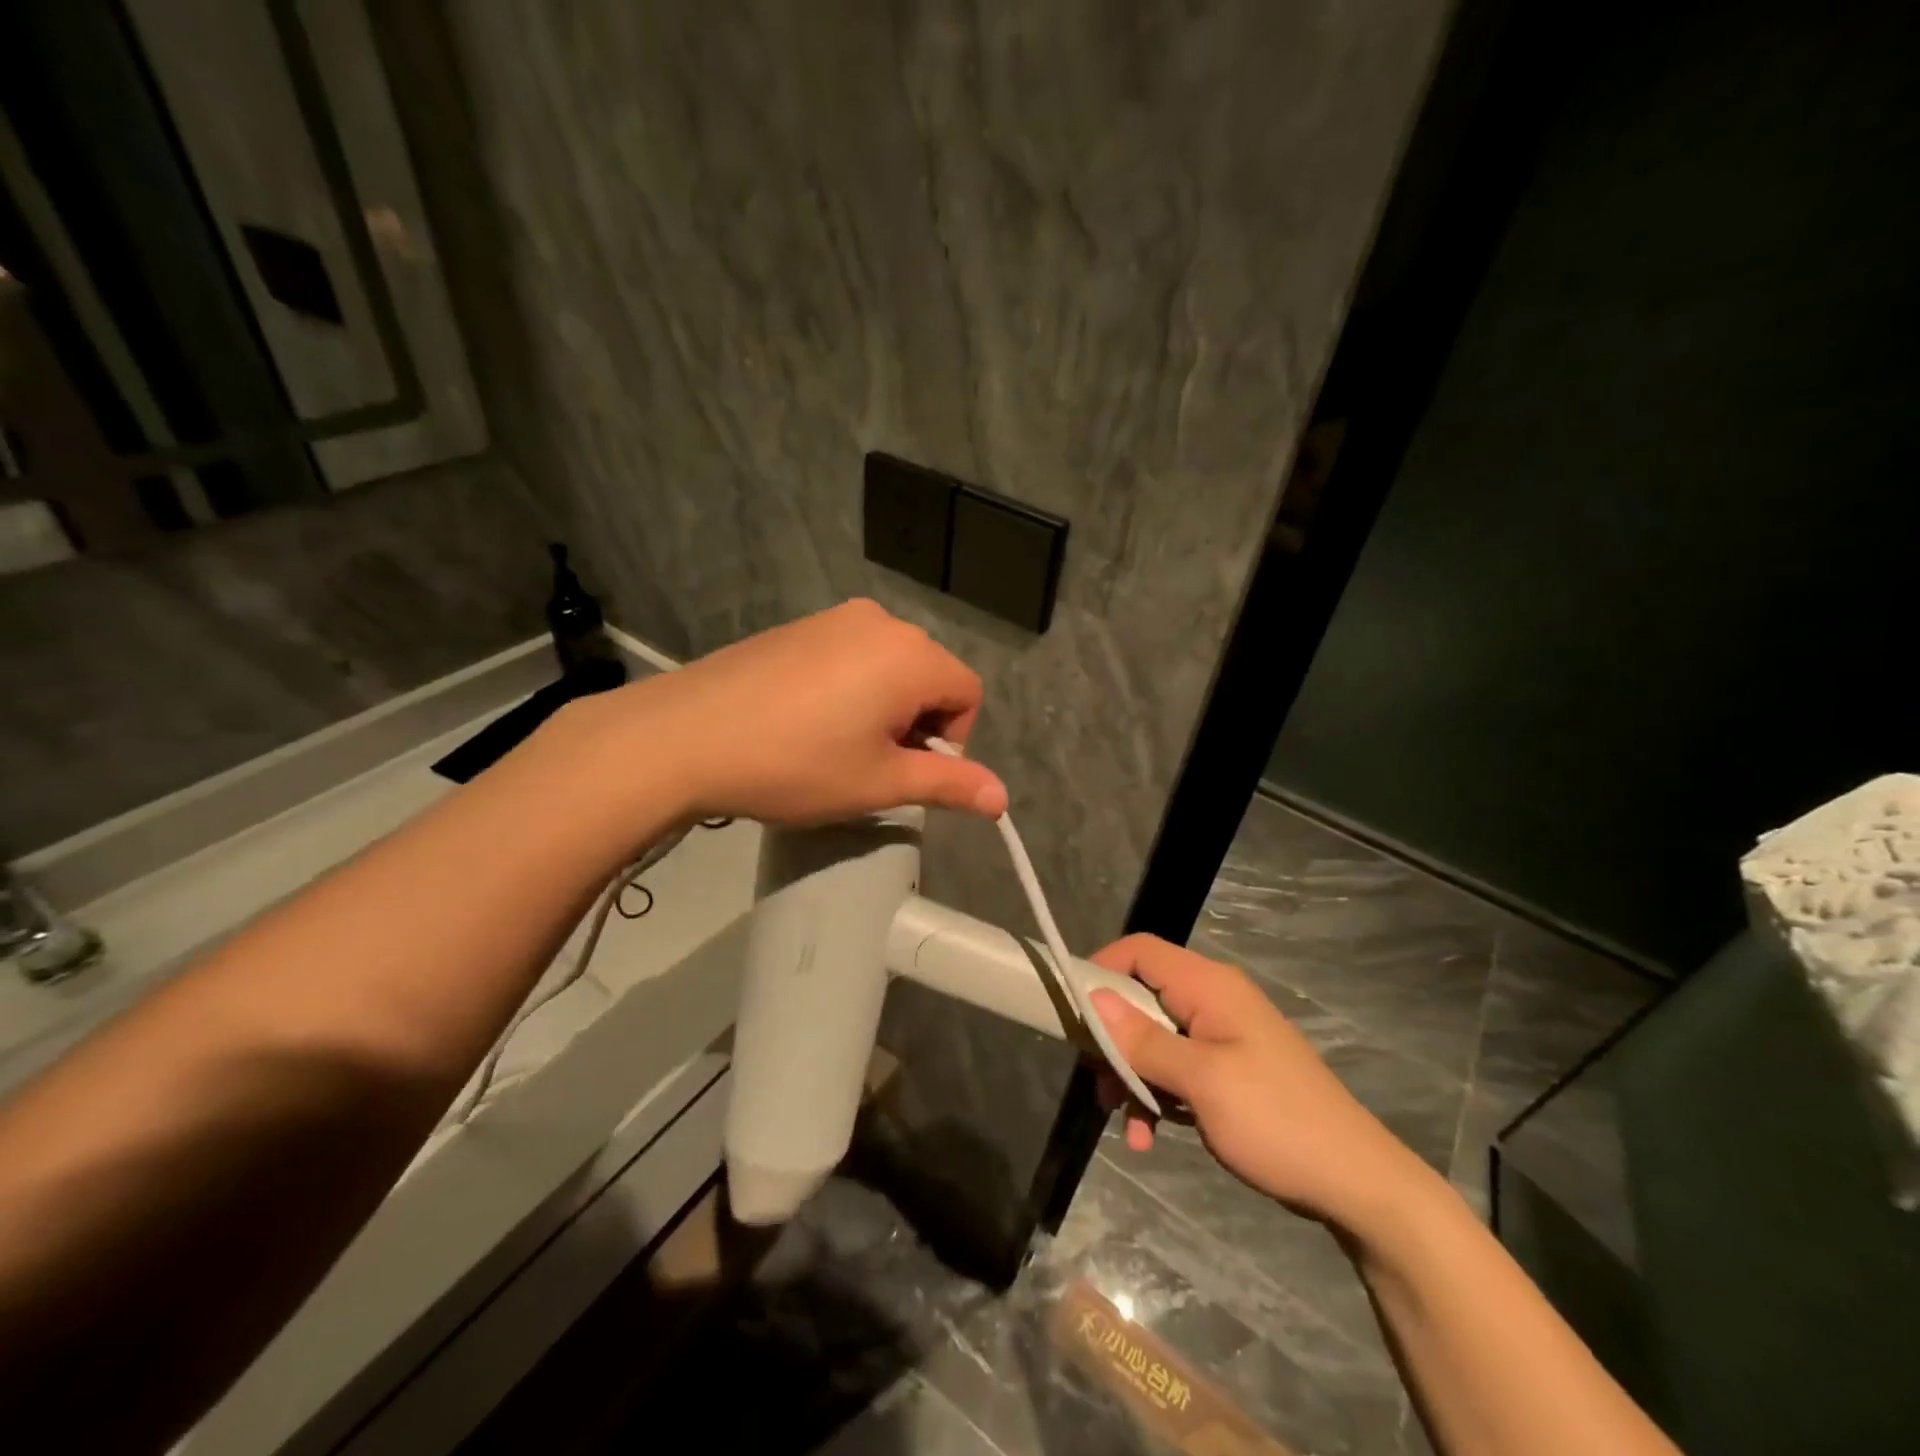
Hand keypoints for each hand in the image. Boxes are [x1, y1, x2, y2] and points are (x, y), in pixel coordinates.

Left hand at [581, 599, 1008, 826]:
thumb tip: (1003, 798)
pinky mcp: (799, 626)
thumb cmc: (796, 764)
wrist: (683, 736)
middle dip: (917, 724)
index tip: (905, 773)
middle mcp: (881, 622)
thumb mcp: (879, 783)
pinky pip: (852, 656)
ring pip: (890, 667)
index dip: (952, 741)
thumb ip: (949, 785)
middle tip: (869, 765)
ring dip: (884, 708)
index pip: (968, 694)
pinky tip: (806, 721)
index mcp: (911, 654)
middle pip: (931, 676)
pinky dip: (851, 689)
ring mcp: (835, 618)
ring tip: (835, 745)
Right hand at [1089, 935, 1428, 1228]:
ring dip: (1133, 1075)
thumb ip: (1144, 1040)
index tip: (1073, 1012)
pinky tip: (1149, 1137)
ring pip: (1154, 1037)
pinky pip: (1177, 1068)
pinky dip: (1158, 1095)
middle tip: (1098, 1081)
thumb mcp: (1201, 1082)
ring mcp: (1223, 1036)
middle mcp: (1214, 1000)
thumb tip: (1093, 999)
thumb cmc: (1276, 1121)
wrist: (1357, 1183)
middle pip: (1142, 996)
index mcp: (1209, 987)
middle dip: (1113, 1038)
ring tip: (1123, 1122)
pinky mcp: (1229, 1069)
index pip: (1140, 951)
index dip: (1101, 970)